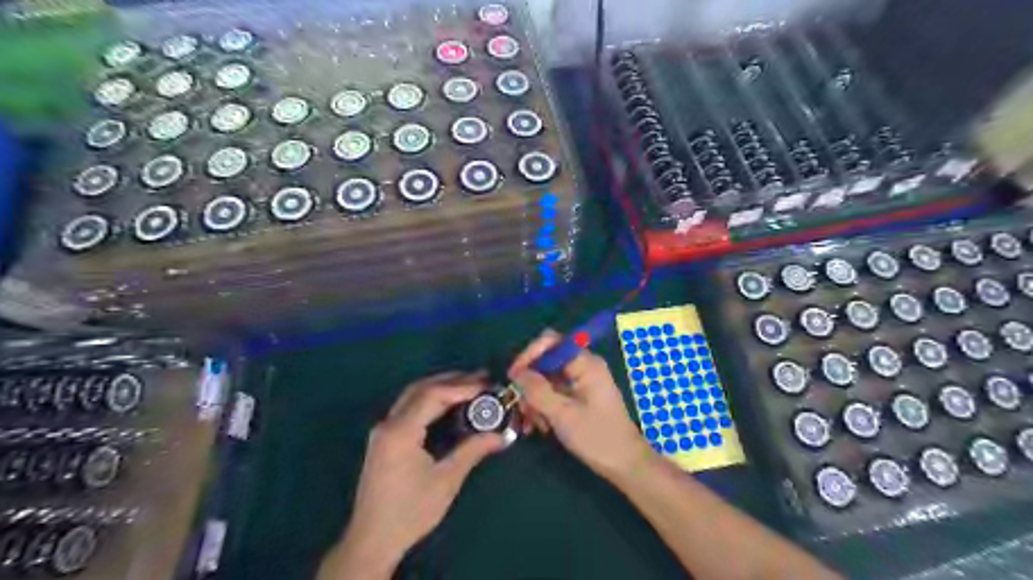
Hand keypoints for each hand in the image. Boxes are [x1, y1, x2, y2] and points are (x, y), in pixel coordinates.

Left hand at [321, 373, 501, 576]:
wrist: (372, 541)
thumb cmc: (410, 512)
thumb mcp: (445, 481)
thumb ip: (472, 451)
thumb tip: (502, 435)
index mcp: (400, 431)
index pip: (433, 395)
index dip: (462, 387)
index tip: (486, 385)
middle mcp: (388, 424)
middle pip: (420, 389)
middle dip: (451, 380)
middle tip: (481, 378)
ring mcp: (382, 431)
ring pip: (412, 396)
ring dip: (440, 387)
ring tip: (468, 385)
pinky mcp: (383, 439)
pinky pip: (408, 408)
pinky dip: (429, 400)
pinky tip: (447, 404)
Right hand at [511, 329, 650, 482]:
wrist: (625, 464)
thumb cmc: (597, 437)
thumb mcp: (562, 414)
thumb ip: (537, 390)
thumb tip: (517, 373)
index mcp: (585, 363)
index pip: (550, 342)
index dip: (529, 355)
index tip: (513, 377)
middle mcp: (583, 366)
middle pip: (546, 362)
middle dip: (530, 384)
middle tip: (521, 408)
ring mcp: (582, 381)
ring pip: (547, 379)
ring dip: (535, 399)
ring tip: (532, 424)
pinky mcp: (579, 396)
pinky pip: (554, 392)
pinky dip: (544, 406)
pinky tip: (541, 427)